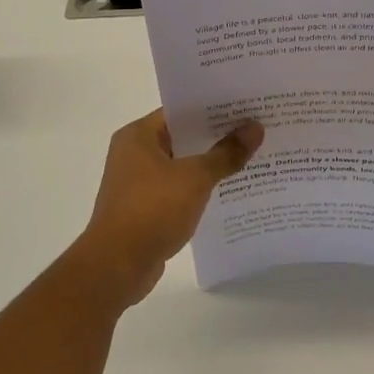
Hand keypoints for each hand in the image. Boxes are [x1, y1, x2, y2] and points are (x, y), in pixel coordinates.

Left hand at [67, 109, 263, 307]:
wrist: (117, 266)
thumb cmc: (152, 210)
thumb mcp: (195, 178)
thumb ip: (226, 153)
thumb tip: (256, 128)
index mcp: (138, 135)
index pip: (180, 111)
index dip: (213, 108)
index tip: (245, 107)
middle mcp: (134, 153)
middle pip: (182, 137)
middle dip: (217, 136)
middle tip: (255, 129)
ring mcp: (137, 183)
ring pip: (182, 165)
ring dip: (210, 164)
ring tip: (250, 157)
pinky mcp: (144, 208)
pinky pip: (178, 189)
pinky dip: (199, 189)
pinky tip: (229, 190)